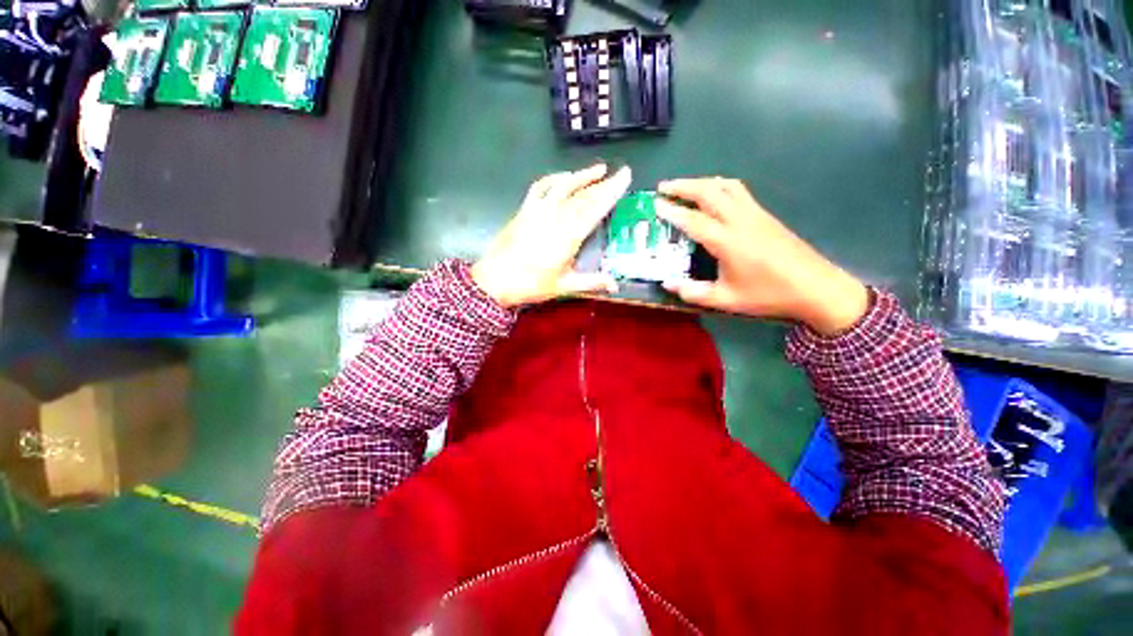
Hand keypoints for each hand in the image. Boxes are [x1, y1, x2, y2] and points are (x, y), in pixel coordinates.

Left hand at [472, 164, 631, 307]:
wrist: (495, 280)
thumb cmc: (531, 285)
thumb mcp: (564, 286)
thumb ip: (591, 282)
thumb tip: (615, 285)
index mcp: (568, 236)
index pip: (595, 208)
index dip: (611, 191)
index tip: (625, 176)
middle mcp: (555, 217)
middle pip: (583, 195)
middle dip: (604, 183)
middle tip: (620, 173)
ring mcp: (538, 210)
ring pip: (563, 185)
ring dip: (582, 176)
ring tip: (598, 170)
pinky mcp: (525, 209)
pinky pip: (541, 187)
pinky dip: (555, 179)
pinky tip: (564, 177)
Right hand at [656, 178, 868, 335]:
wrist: (815, 287)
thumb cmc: (768, 295)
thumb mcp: (726, 300)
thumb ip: (694, 292)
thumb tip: (668, 284)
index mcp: (728, 241)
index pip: (693, 220)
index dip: (671, 211)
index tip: (654, 204)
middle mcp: (740, 220)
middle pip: (708, 192)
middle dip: (683, 186)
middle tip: (662, 188)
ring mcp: (755, 214)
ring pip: (725, 186)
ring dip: (701, 182)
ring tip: (684, 187)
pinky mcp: (765, 214)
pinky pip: (738, 190)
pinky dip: (719, 186)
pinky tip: (713, 194)